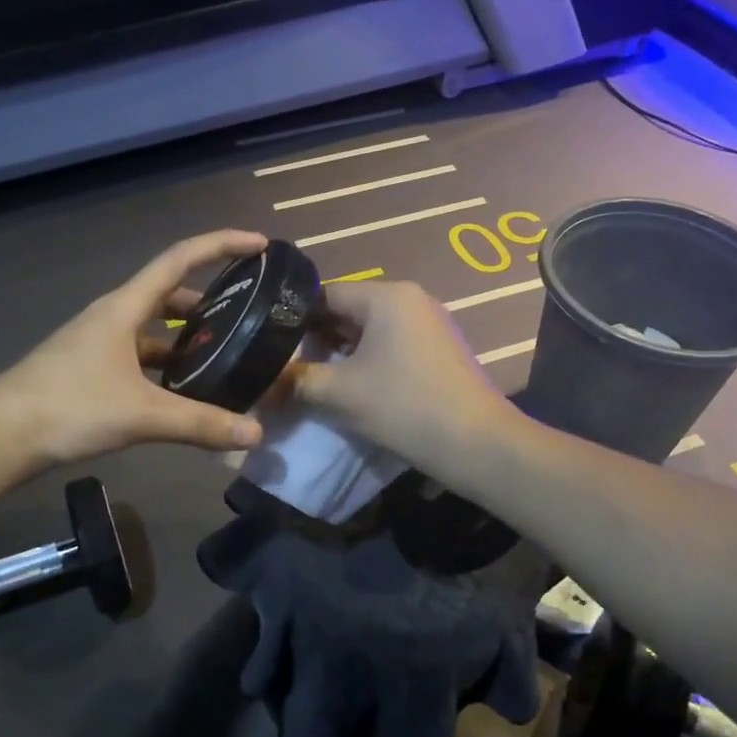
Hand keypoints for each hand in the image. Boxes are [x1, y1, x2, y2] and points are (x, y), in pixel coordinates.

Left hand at [0, 231, 268, 468]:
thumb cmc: (70, 407)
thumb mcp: (142, 414)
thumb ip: (200, 423)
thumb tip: (255, 434)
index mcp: (124, 307)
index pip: (180, 259)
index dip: (221, 245)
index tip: (260, 244)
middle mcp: (113, 316)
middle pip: (170, 293)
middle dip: (211, 298)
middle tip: (248, 314)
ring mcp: (99, 343)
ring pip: (154, 328)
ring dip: (188, 336)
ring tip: (225, 354)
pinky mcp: (92, 369)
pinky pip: (141, 356)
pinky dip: (167, 365)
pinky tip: (184, 389)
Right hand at [288, 280, 510, 472]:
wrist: (475, 443)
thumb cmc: (403, 406)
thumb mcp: (339, 393)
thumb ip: (296, 380)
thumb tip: (262, 382)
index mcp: (386, 295)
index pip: (324, 293)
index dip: (292, 317)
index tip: (269, 343)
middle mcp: (408, 298)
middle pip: (346, 309)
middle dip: (315, 337)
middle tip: (286, 364)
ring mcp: (426, 322)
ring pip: (367, 329)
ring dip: (339, 351)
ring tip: (311, 377)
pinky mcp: (435, 348)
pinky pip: (388, 343)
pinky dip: (364, 359)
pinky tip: (347, 384)